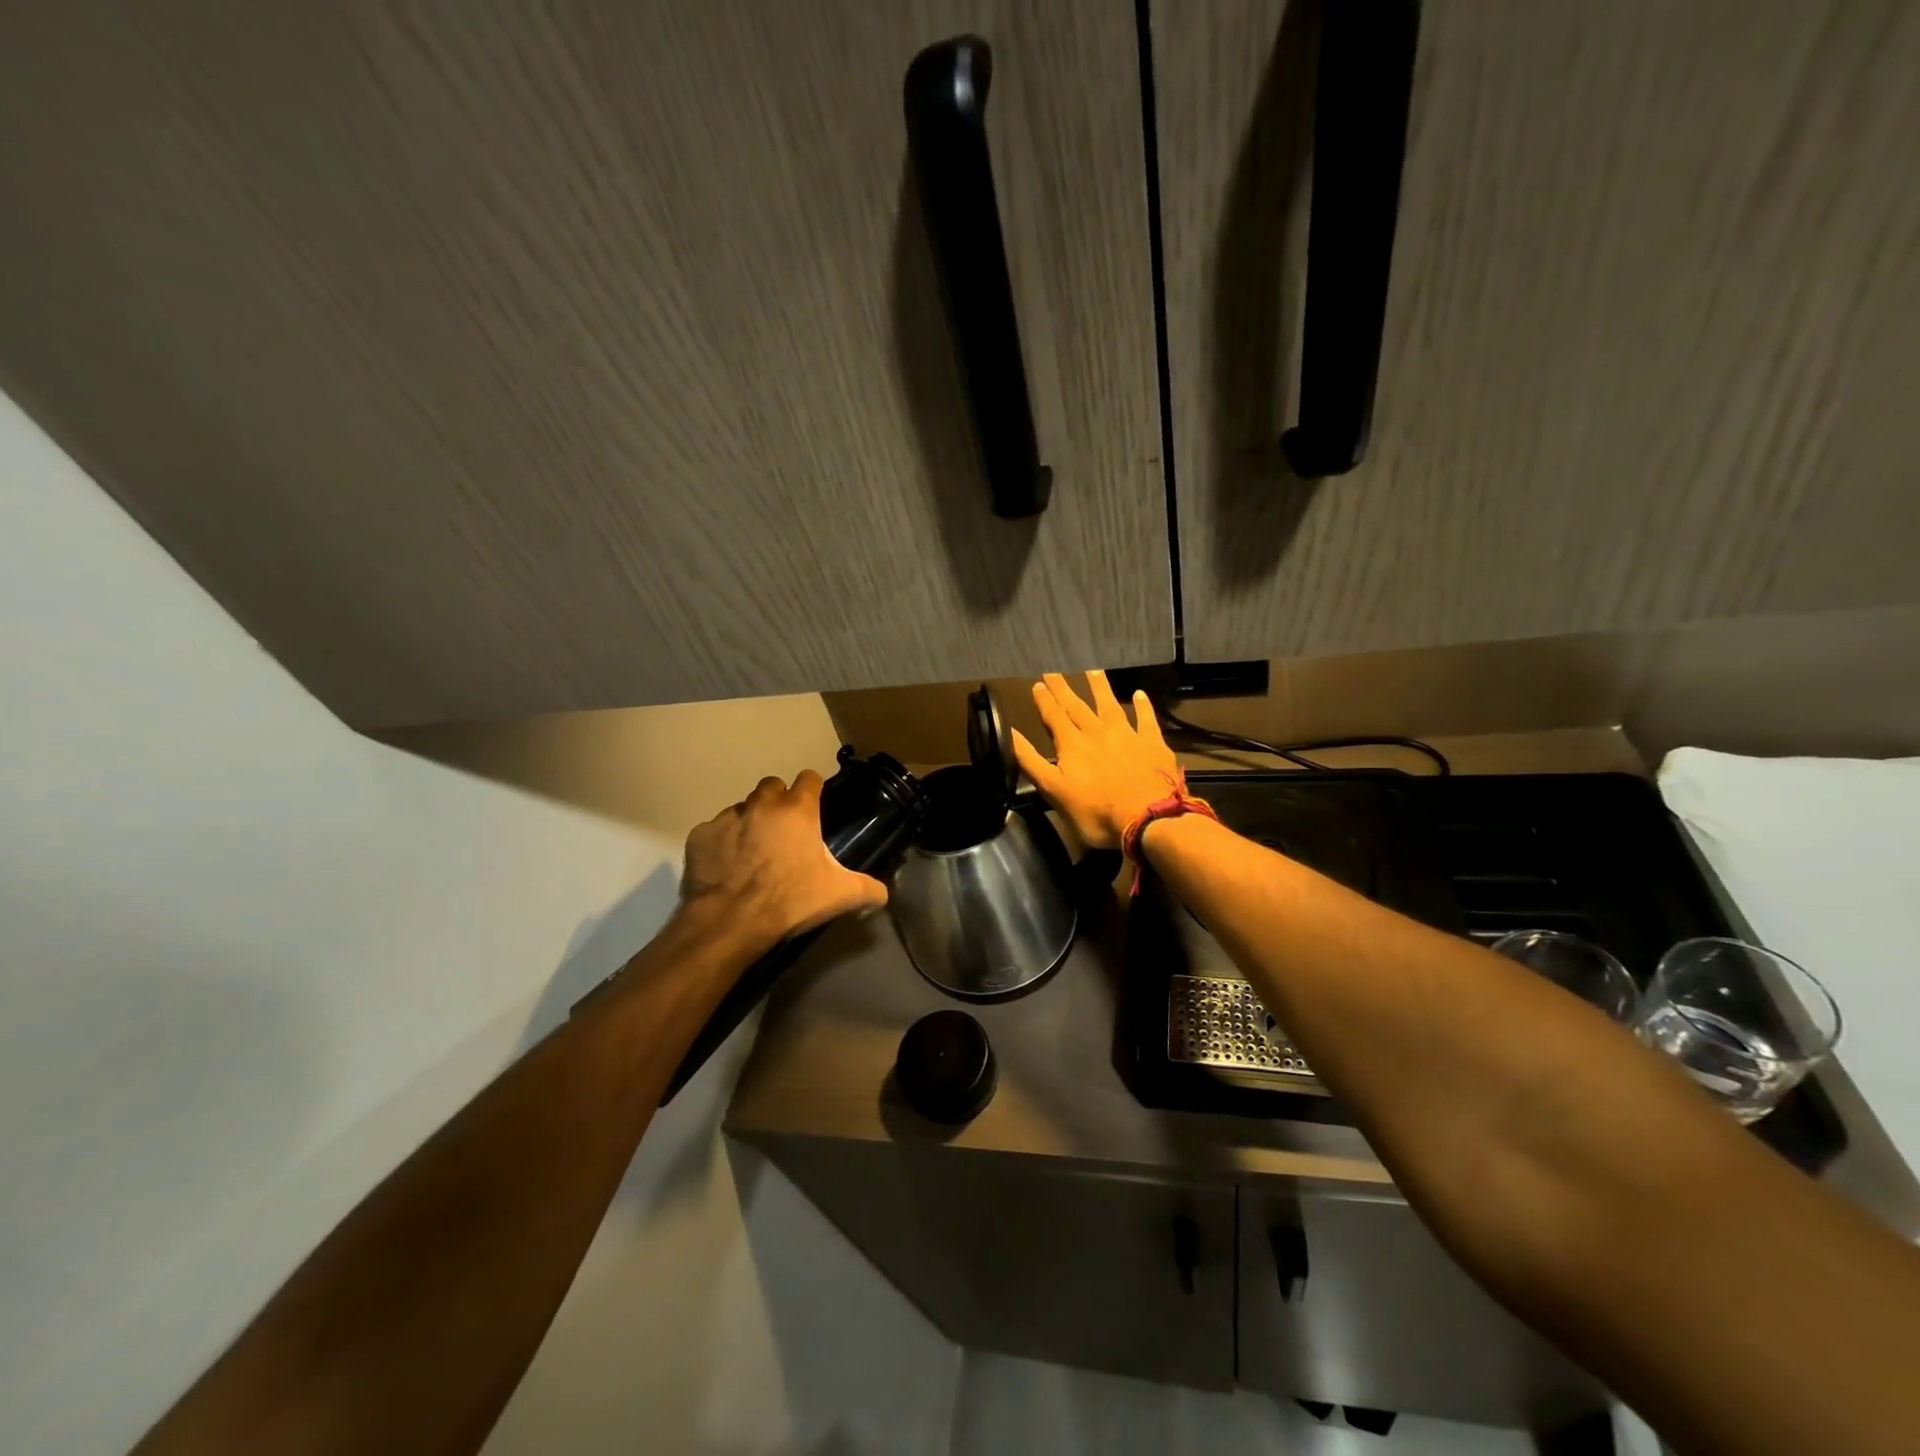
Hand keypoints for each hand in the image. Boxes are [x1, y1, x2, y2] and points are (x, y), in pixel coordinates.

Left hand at [678, 771, 887, 950]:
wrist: (730, 922)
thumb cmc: (790, 901)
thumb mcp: (839, 896)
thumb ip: (868, 889)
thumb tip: (884, 893)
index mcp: (797, 810)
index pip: (809, 778)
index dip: (813, 790)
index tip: (815, 807)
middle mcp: (762, 804)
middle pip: (772, 787)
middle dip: (779, 802)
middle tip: (784, 831)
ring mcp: (727, 817)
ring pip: (742, 808)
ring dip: (750, 822)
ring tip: (753, 852)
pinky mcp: (700, 835)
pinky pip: (714, 831)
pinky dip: (721, 843)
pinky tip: (726, 866)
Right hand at [1011, 671, 1180, 850]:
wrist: (1147, 819)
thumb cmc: (1095, 811)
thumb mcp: (1052, 790)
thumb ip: (1030, 761)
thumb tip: (1009, 733)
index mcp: (1071, 744)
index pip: (1053, 716)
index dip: (1044, 700)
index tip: (1037, 684)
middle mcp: (1097, 732)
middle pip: (1077, 706)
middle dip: (1063, 689)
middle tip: (1054, 672)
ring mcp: (1127, 735)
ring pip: (1110, 705)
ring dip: (1100, 687)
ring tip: (1092, 670)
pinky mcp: (1152, 743)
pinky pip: (1146, 719)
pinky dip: (1142, 706)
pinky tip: (1139, 694)